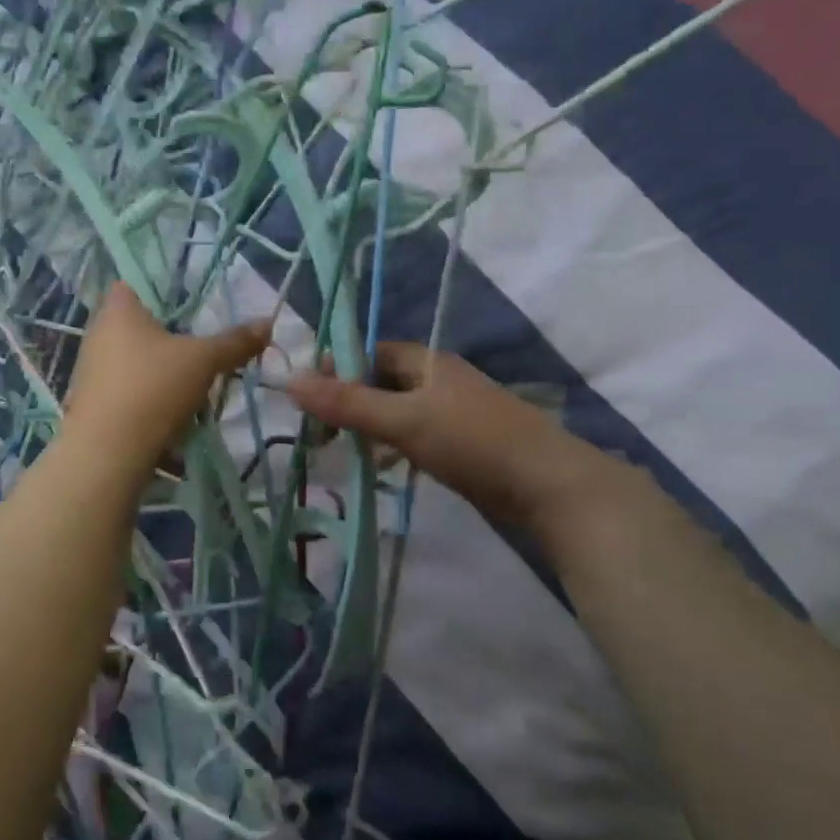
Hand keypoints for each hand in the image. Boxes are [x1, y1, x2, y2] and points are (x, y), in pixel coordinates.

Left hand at [64, 284, 269, 476]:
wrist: (106, 453)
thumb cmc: (152, 389)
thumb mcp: (203, 361)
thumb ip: (234, 342)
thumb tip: (268, 323)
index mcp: (117, 311)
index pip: (131, 284)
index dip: (158, 289)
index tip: (187, 305)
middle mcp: (97, 335)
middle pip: (134, 325)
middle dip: (165, 335)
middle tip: (197, 344)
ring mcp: (89, 371)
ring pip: (130, 359)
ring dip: (157, 369)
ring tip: (189, 381)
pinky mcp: (92, 404)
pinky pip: (124, 389)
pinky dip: (145, 395)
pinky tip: (170, 411)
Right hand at [287, 343, 637, 530]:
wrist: (549, 486)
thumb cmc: (473, 440)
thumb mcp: (403, 419)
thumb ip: (348, 403)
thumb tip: (289, 380)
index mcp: (427, 362)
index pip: (369, 352)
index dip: (336, 367)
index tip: (305, 394)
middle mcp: (438, 381)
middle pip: (380, 382)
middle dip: (348, 401)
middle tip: (316, 430)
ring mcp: (452, 414)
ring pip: (396, 412)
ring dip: (368, 427)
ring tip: (337, 450)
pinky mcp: (461, 445)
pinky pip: (413, 438)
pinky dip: (392, 448)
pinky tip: (380, 469)